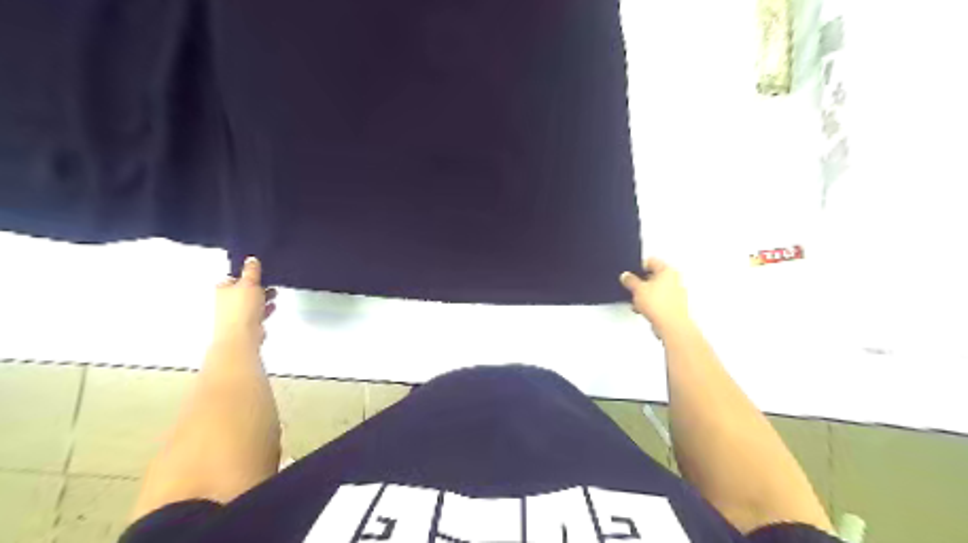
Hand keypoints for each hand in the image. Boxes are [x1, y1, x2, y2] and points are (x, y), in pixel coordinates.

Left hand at [215, 256, 276, 343]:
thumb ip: (252, 270)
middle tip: (269, 283)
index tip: (260, 273)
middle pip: (243, 290)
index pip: (235, 277)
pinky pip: (256, 313)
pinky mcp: (245, 325)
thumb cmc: (242, 308)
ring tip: (274, 294)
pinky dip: (263, 309)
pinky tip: (272, 307)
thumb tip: (251, 259)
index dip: (247, 274)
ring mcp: (235, 314)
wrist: (241, 336)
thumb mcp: (250, 283)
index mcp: (223, 289)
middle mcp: (226, 301)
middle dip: (257, 287)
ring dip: (262, 298)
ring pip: (250, 302)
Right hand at [616, 256, 691, 336]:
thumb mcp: (637, 289)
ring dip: (645, 295)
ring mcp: (676, 293)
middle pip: (654, 276)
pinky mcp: (674, 306)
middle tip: (633, 287)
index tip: (630, 273)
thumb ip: (630, 280)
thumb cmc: (659, 305)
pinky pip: (659, 301)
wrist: (670, 325)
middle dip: (641, 282)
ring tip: (636, 301)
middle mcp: (674, 280)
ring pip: (656, 289)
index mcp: (667, 271)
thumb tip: (626, 276)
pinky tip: (642, 309)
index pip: (651, 261)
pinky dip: (651, 304)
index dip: (638, 267)